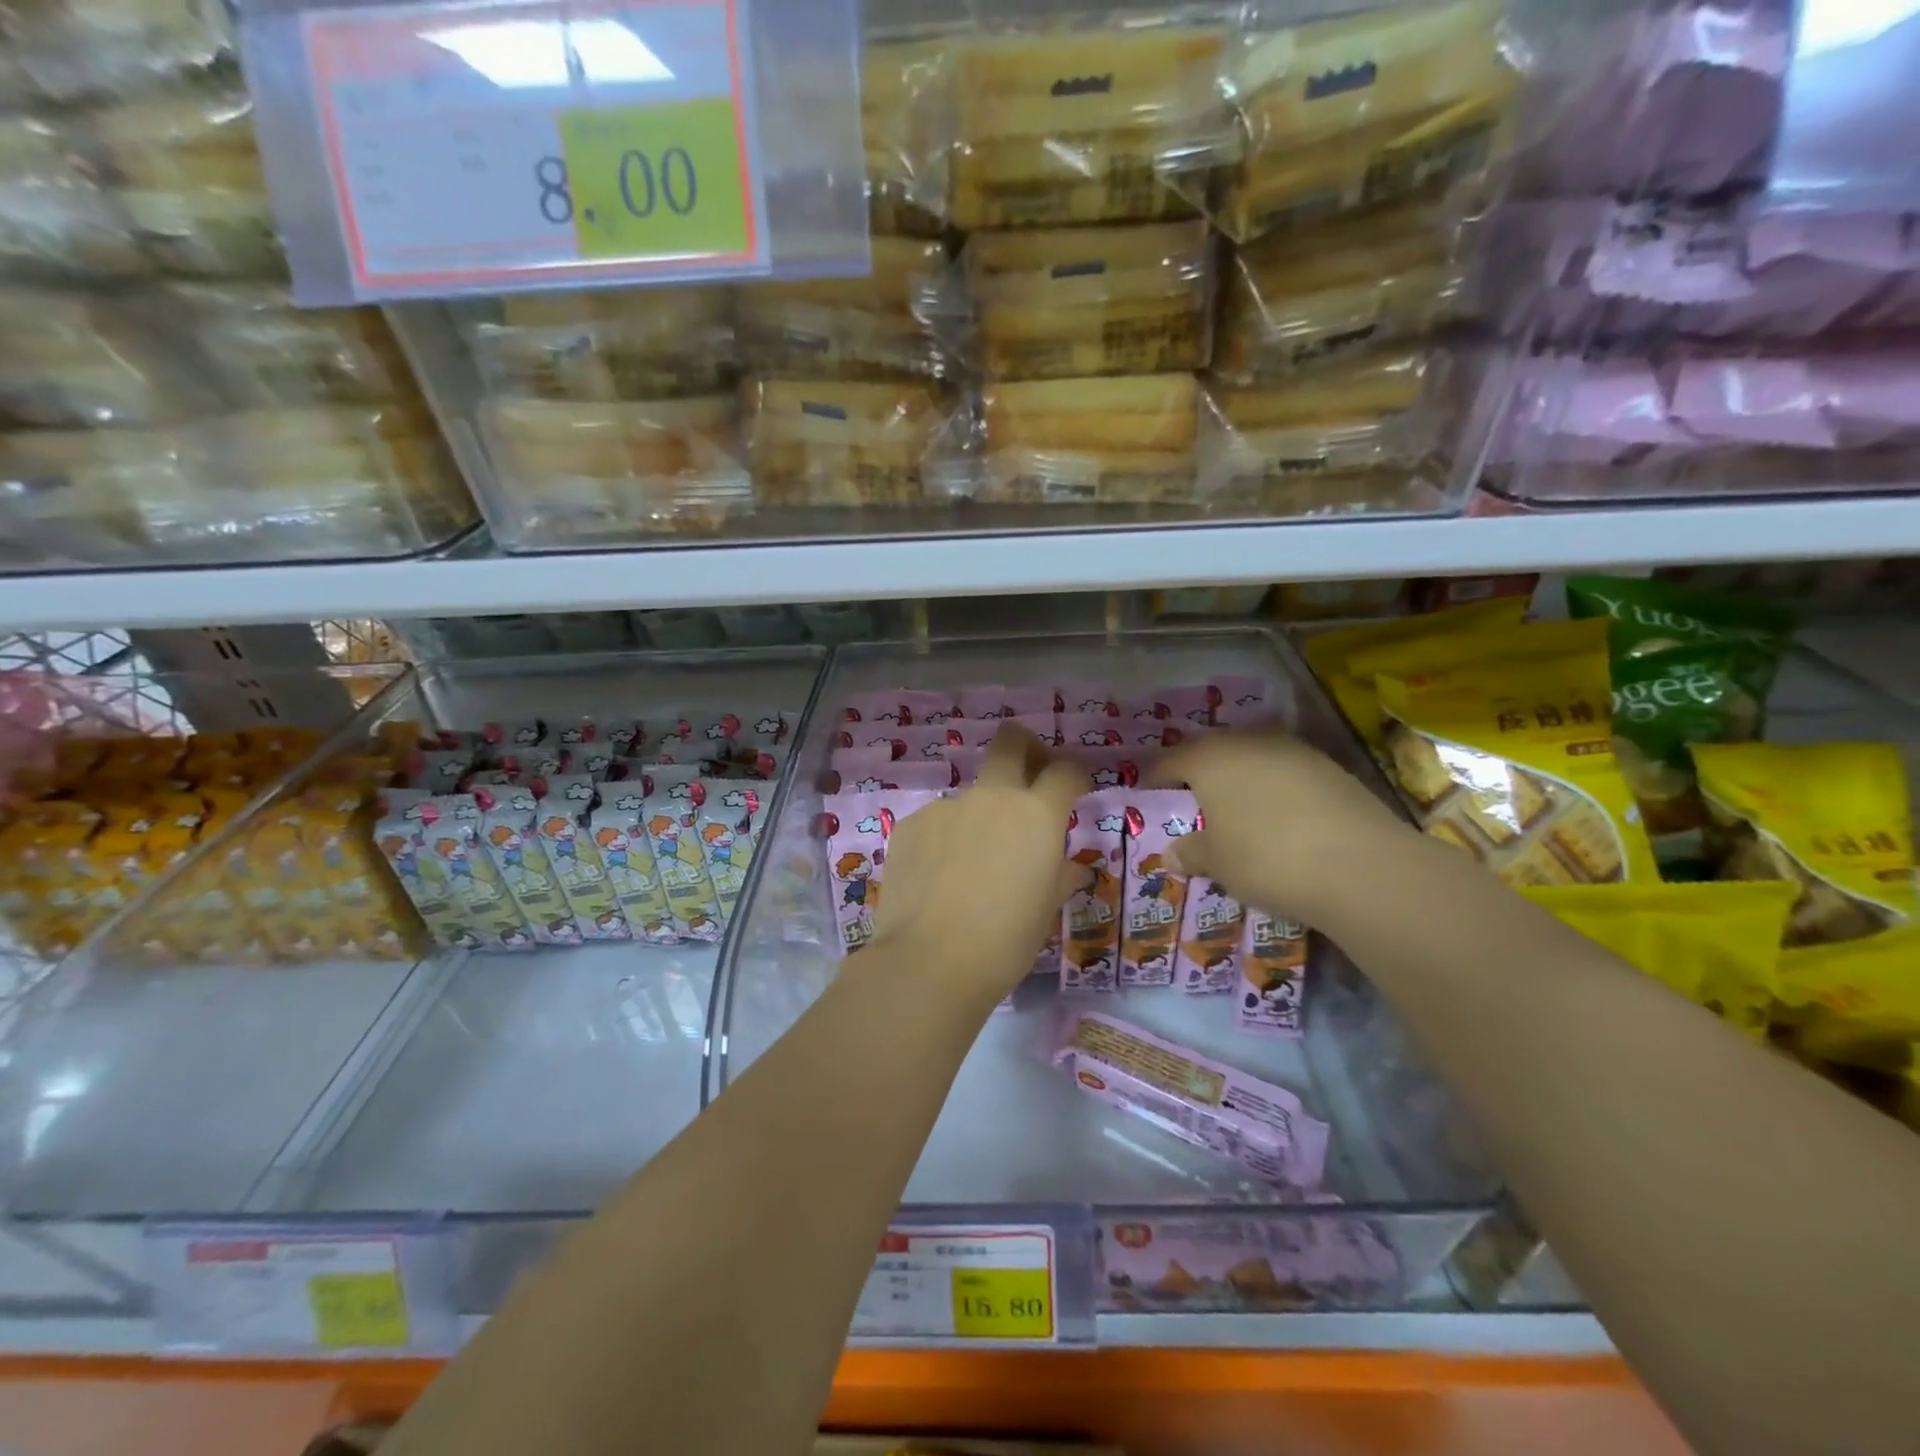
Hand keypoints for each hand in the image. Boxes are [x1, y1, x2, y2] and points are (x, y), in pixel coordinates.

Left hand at [870, 725, 1088, 1001]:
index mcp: (1036, 815)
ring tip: (971, 867)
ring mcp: (946, 807)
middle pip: (1011, 742)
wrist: (929, 962)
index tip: (1074, 791)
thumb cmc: (1004, 942)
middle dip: (1026, 748)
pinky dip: (945, 840)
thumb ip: (1060, 877)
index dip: (1073, 776)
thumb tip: (1071, 868)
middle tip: (1029, 775)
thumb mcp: (1045, 912)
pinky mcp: (910, 825)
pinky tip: (939, 880)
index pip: (1064, 772)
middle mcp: (992, 798)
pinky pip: (938, 822)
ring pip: (971, 795)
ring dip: (981, 816)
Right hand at [1152, 729, 1409, 927]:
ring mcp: (1295, 751)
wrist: (1360, 865)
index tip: (1149, 793)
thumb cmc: (1265, 858)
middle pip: (1214, 751)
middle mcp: (1250, 742)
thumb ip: (1192, 852)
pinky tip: (1280, 817)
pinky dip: (1276, 789)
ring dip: (1242, 778)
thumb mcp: (1217, 862)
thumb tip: (1171, 854)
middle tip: (1192, 798)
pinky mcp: (1332, 768)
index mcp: (1210, 758)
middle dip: (1200, 771)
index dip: (1157, 778)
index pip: (1171, 760)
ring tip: (1237, 808)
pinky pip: (1287, 773)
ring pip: (1255, 758)